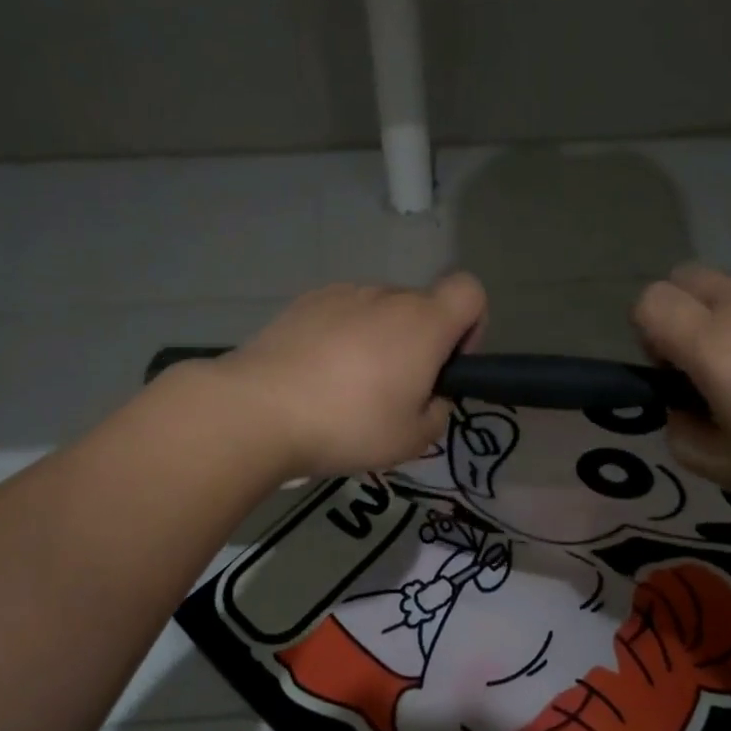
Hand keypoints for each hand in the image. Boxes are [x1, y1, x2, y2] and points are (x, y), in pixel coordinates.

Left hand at [219, 273, 487, 479]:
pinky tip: (315, 373)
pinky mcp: (304, 301)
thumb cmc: (349, 424)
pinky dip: (341, 336)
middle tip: (393, 393)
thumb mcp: (413, 440)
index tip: (446, 364)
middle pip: (422, 306)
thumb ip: (438, 412)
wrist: (259, 409)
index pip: (470, 290)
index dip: (471, 325)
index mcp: (424, 322)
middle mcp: (387, 295)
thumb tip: (429, 396)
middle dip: (419, 343)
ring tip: (346, 387)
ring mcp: (342, 293)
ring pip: (379, 311)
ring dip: (378, 339)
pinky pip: (341, 314)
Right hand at [632, 266, 730, 518]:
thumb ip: (682, 436)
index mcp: (716, 346)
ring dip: (727, 318)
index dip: (647, 333)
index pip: (649, 302)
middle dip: (679, 314)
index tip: (676, 371)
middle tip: (710, 364)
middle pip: (682, 278)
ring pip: (730, 287)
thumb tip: (680, 407)